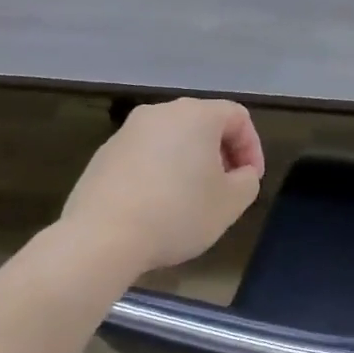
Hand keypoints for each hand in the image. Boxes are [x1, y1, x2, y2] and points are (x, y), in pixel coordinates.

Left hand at [58, 99, 264, 273]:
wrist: (101, 239)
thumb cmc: (178, 213)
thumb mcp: (232, 202)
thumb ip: (247, 181)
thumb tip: (239, 174)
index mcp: (196, 115)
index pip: (238, 117)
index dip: (252, 148)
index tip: (250, 180)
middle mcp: (160, 113)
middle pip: (203, 124)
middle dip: (221, 154)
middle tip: (226, 187)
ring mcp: (126, 133)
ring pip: (172, 140)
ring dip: (189, 164)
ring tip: (192, 199)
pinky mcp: (102, 156)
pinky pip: (145, 157)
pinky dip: (160, 173)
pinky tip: (158, 207)